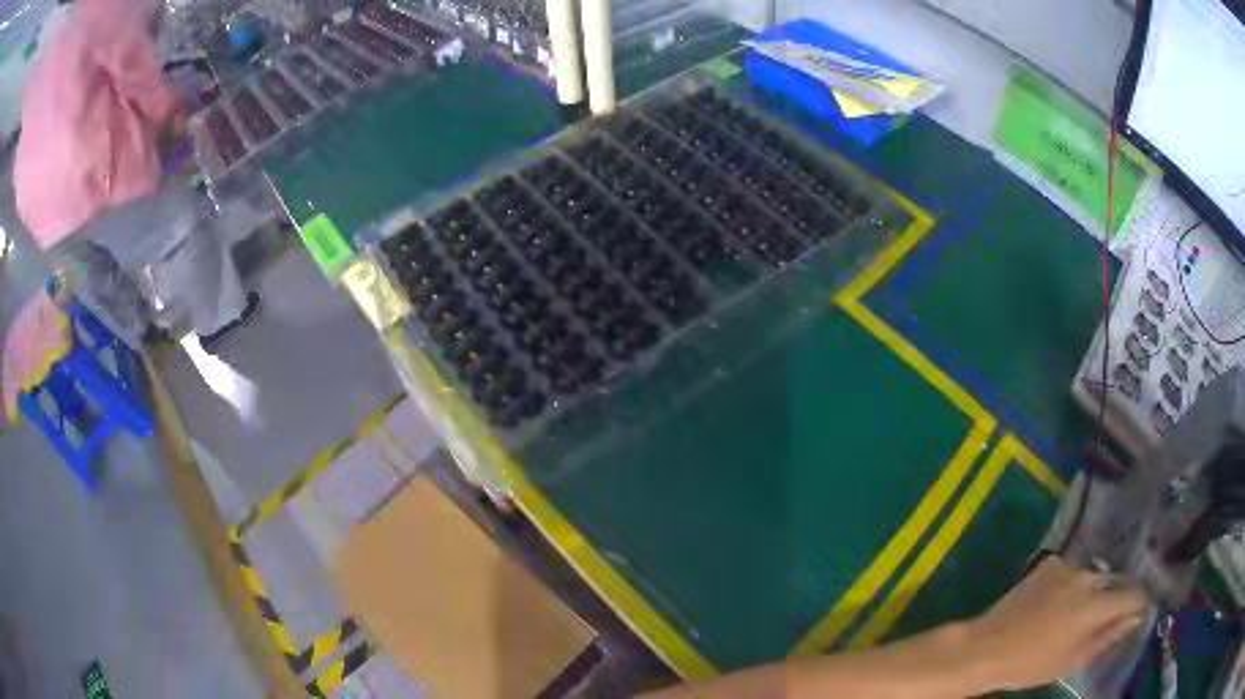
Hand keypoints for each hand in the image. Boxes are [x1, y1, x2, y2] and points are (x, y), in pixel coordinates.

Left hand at [965, 556, 1146, 690]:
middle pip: (1115, 582)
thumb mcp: (1073, 661)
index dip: (1137, 604)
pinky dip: (1073, 585)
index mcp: (1095, 605)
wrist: (986, 647)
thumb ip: (1108, 637)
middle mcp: (1087, 577)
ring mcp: (1068, 565)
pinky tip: (1058, 604)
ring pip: (1095, 577)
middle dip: (1116, 598)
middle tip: (1106, 619)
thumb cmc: (1030, 664)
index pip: (1133, 594)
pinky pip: (1073, 572)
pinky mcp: (1051, 562)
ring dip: (1095, 591)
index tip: (1135, 615)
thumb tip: (1136, 618)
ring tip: (1079, 614)